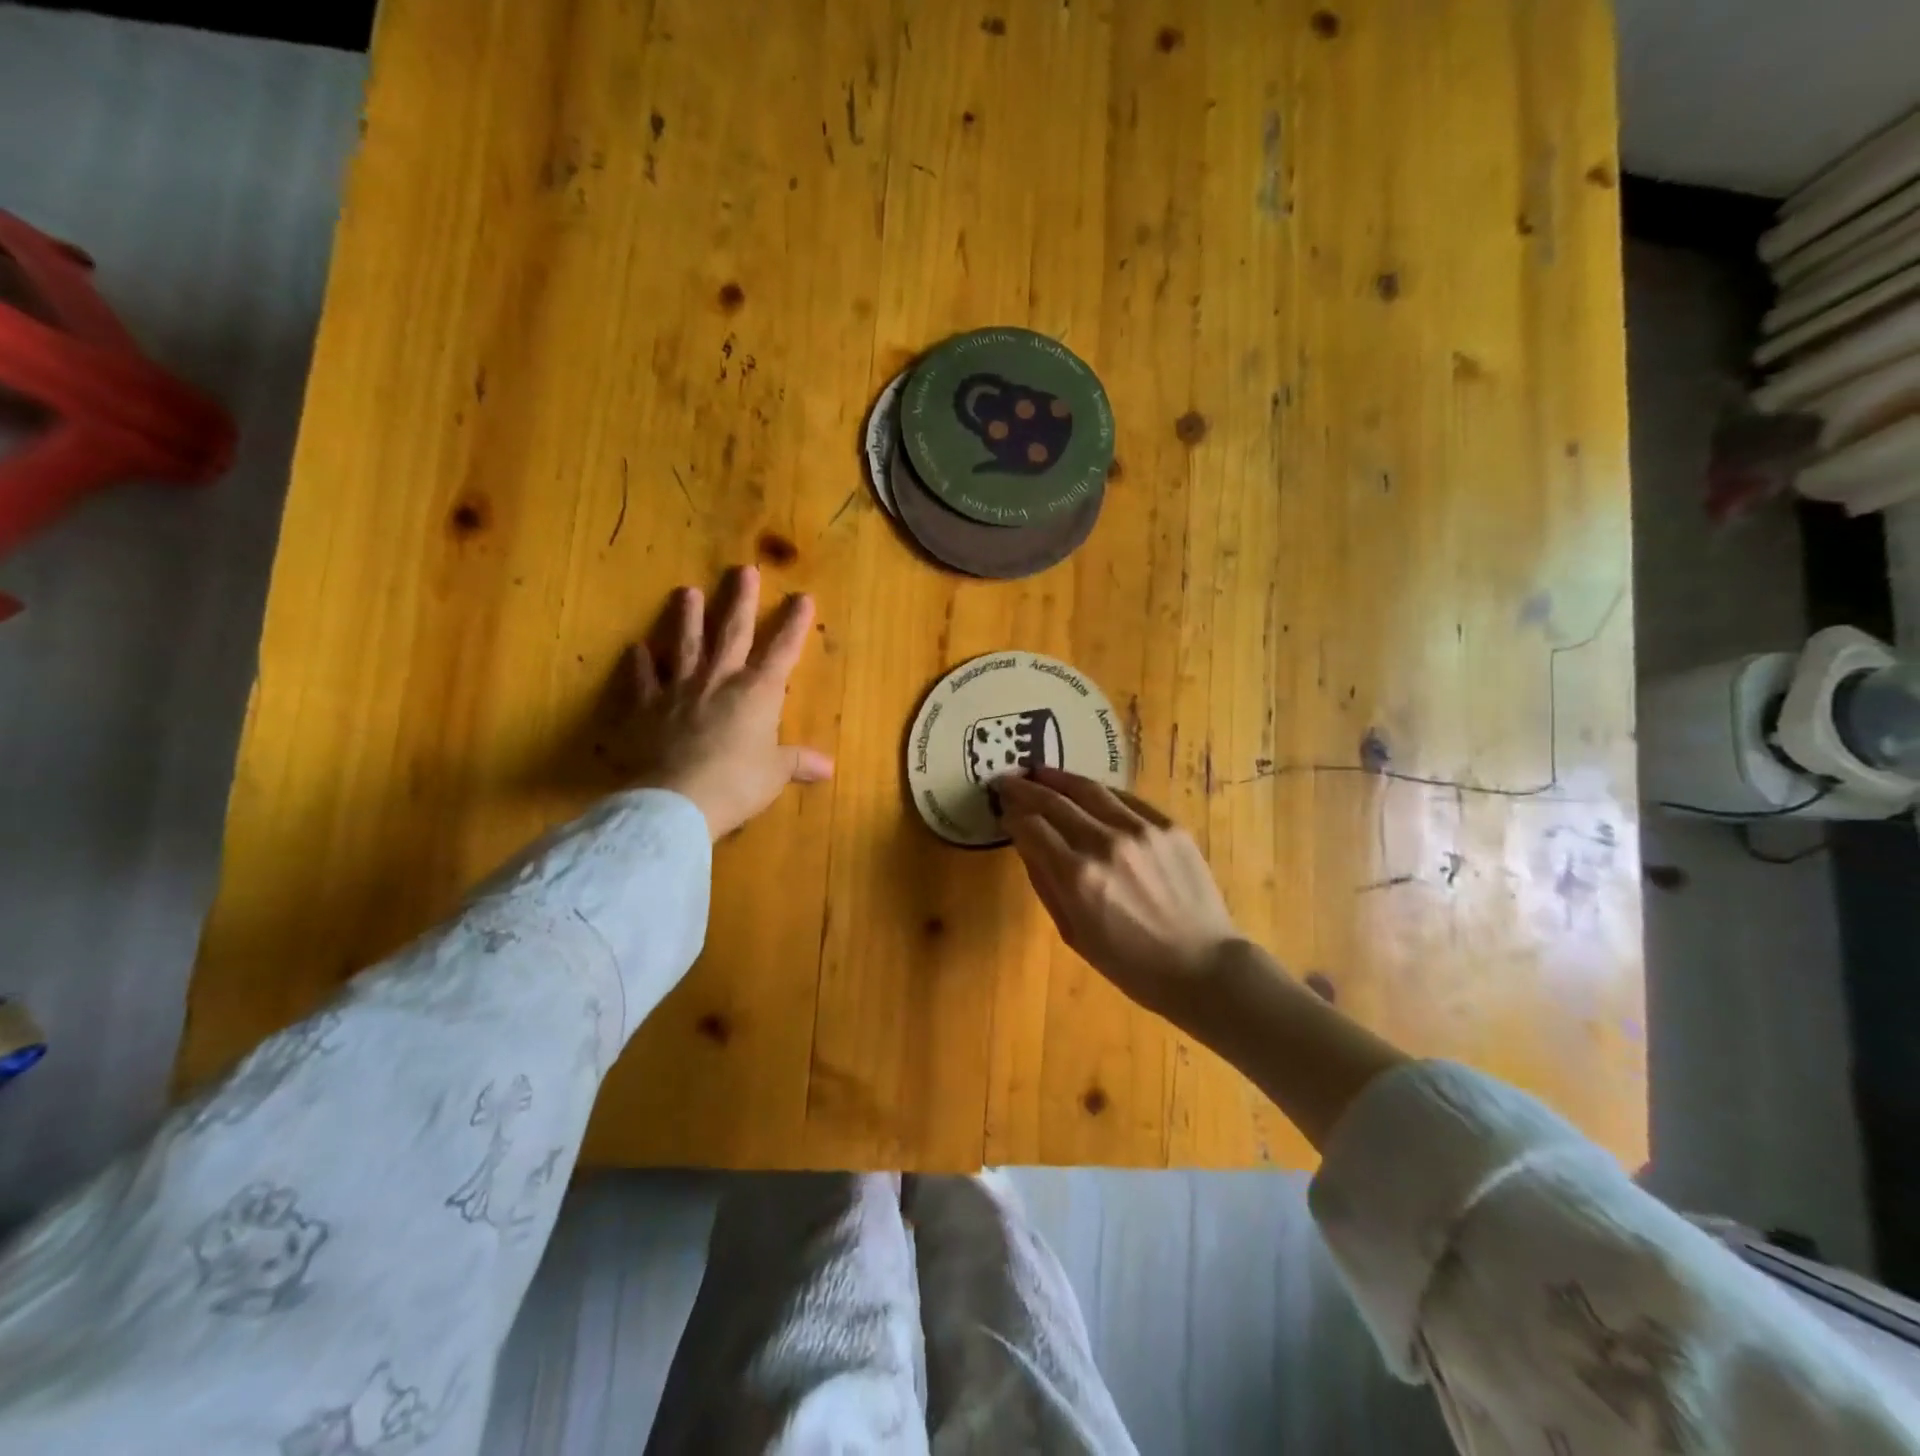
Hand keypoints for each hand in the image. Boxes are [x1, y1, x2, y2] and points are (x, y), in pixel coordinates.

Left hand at [623, 566, 832, 840]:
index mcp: (758, 693)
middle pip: (733, 632)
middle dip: (741, 601)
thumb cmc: (737, 783)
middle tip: (743, 570)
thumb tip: (829, 768)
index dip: (794, 624)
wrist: (678, 800)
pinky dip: (639, 664)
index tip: (803, 597)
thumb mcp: (775, 774)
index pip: (782, 651)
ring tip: (687, 591)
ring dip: (688, 618)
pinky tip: (636, 648)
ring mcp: (680, 689)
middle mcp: (720, 680)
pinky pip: (643, 679)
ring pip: (686, 644)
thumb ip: (798, 763)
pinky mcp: (647, 707)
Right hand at [997, 769, 1242, 1021]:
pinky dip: (1100, 792)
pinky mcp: (1168, 825)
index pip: (1032, 828)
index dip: (1012, 816)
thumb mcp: (1074, 933)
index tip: (1003, 810)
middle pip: (1054, 801)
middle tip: (1008, 780)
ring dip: (1059, 777)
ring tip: (1041, 771)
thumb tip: (1026, 842)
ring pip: (1089, 789)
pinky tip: (1087, 790)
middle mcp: (1106, 843)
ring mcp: (1141, 830)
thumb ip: (1045, 882)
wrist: (1201, 966)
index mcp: (1078, 877)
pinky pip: (1125, 799)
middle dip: (1025, 788)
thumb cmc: (1130, 963)